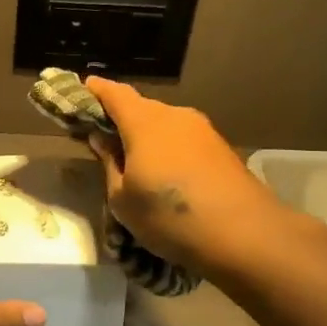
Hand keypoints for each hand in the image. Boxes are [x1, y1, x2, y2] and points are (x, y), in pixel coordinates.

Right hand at [84, 77, 283, 275]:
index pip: (114, 93)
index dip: (95, 90)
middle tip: (102, 138)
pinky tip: (164, 174)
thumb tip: (102, 139)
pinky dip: (167, 148)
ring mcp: (203, 130)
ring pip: (164, 124)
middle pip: (140, 107)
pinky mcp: (221, 149)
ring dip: (146, 136)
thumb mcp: (122, 198)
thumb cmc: (169, 216)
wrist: (246, 236)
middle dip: (120, 118)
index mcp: (144, 122)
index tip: (80, 90)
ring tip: (133, 161)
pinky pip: (182, 139)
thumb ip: (110, 163)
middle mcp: (174, 116)